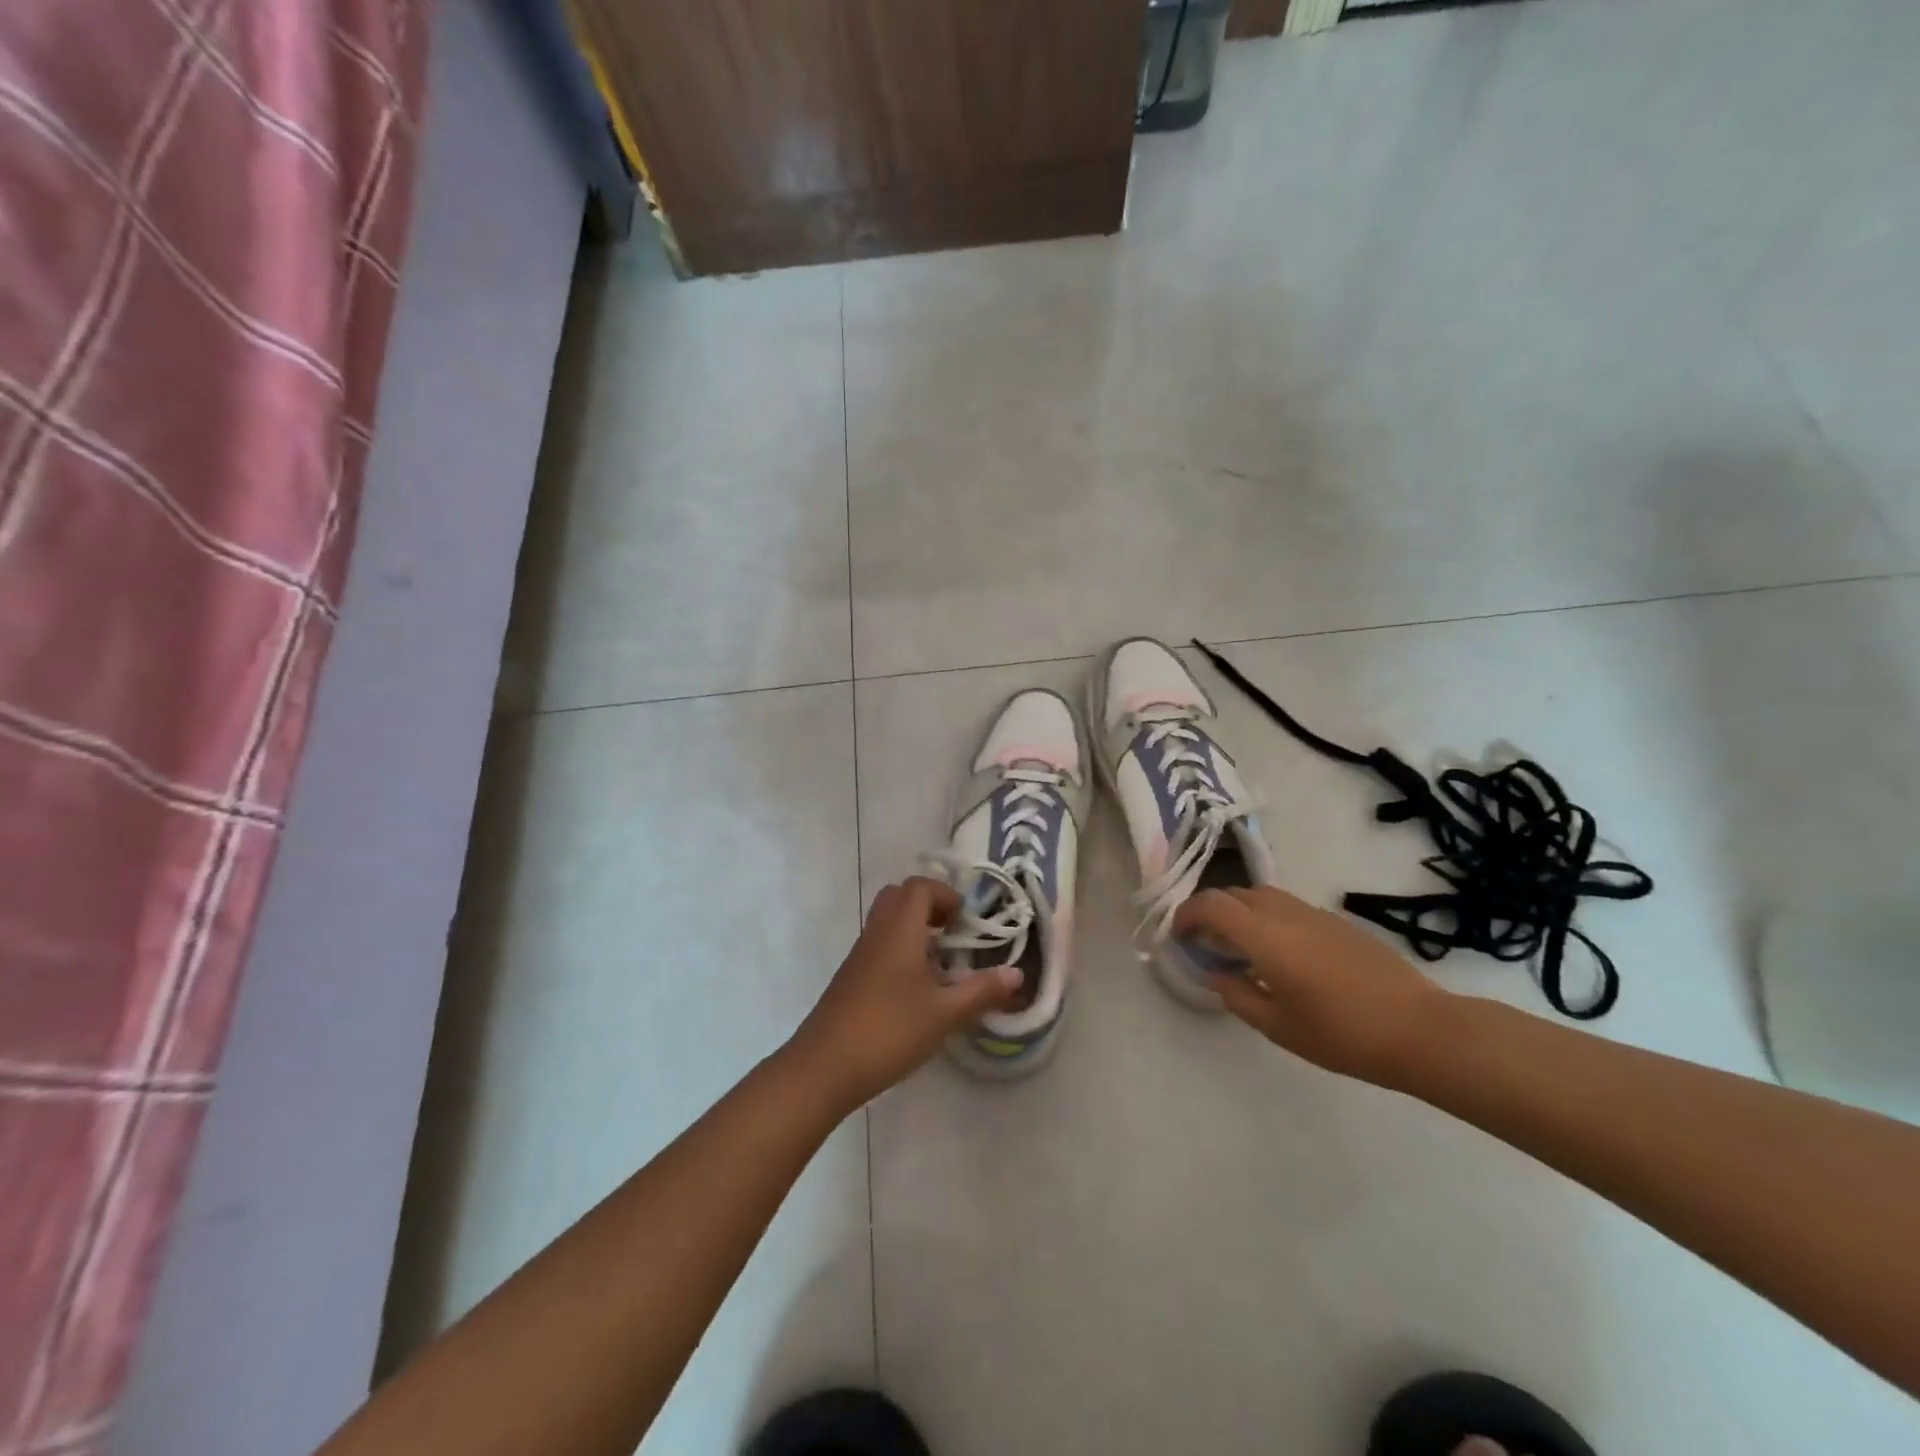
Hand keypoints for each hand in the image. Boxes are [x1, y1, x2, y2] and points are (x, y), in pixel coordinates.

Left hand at [787, 876, 1021, 1112]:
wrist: (823, 1067)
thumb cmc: (889, 1030)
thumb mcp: (944, 1014)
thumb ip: (982, 991)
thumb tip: (1017, 974)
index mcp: (899, 930)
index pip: (919, 888)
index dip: (946, 895)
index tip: (966, 921)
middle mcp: (877, 933)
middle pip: (899, 897)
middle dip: (929, 906)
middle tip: (953, 934)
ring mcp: (859, 956)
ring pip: (886, 922)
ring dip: (914, 929)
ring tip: (940, 963)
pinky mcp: (851, 978)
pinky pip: (878, 945)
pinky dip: (900, 950)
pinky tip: (916, 989)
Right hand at [1174, 886, 1448, 1084]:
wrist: (1421, 1029)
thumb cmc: (1342, 1033)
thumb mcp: (1278, 1025)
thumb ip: (1237, 995)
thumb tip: (1214, 974)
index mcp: (1264, 936)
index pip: (1211, 905)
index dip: (1187, 914)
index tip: (1178, 936)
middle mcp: (1285, 913)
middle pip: (1234, 893)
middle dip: (1210, 911)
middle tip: (1204, 943)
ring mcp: (1314, 913)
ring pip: (1262, 895)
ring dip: (1240, 912)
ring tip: (1239, 948)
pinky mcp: (1337, 922)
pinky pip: (1287, 907)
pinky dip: (1267, 918)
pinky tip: (1280, 955)